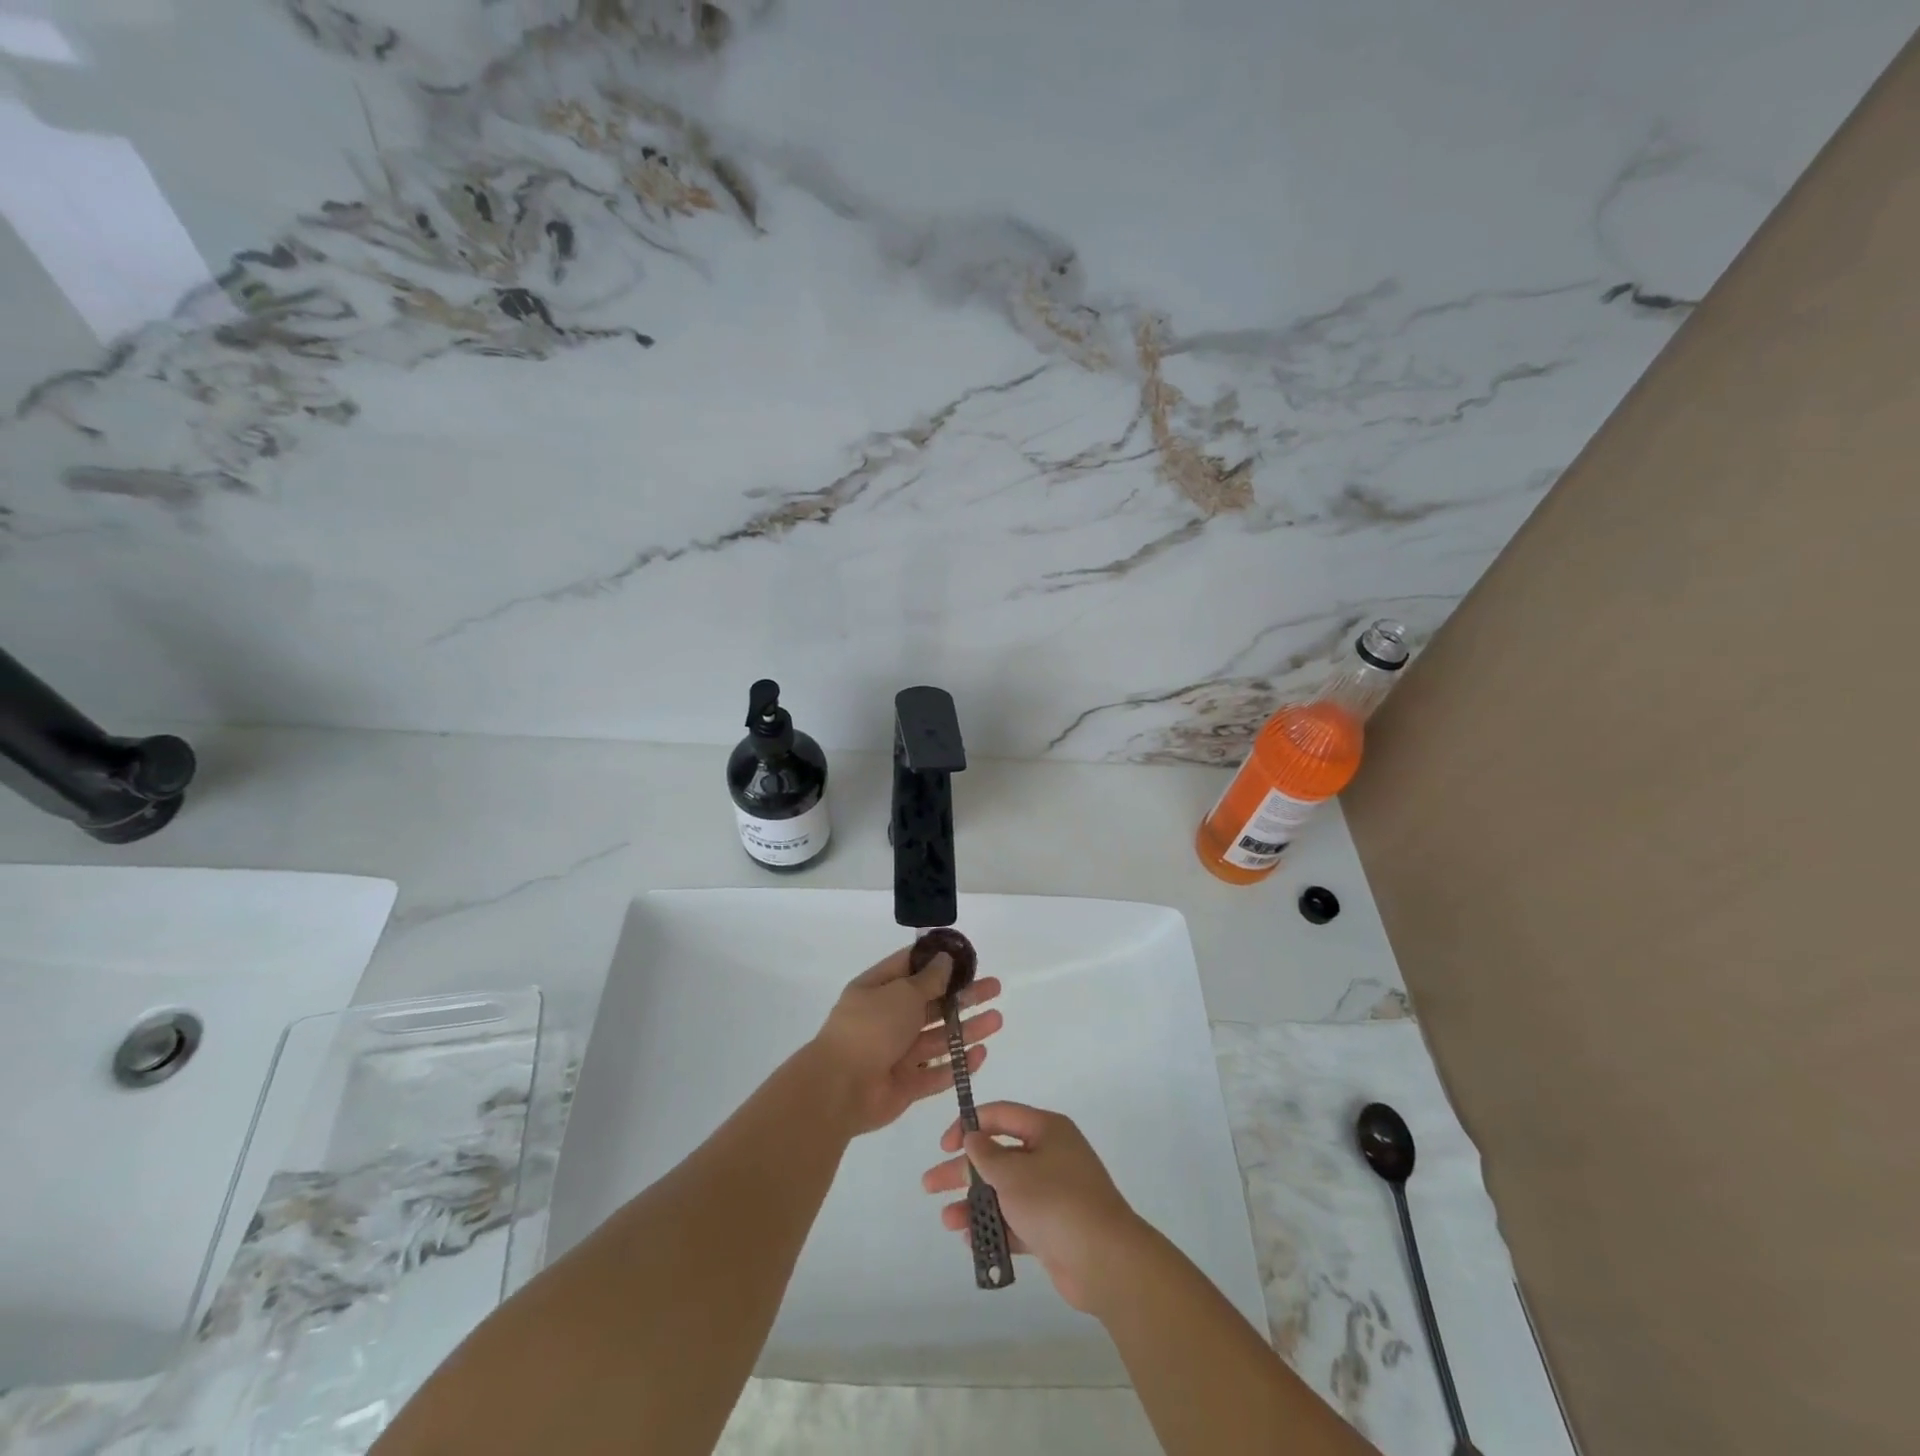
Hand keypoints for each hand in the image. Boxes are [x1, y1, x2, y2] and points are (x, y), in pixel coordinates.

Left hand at [809, 945, 1002, 1136]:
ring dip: (967, 1028)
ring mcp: (896, 1053)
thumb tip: (945, 959)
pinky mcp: (906, 1085)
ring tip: (997, 1019)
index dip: (937, 961)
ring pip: (938, 1038)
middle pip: (931, 1004)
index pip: (910, 968)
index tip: (966, 958)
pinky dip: (958, 1064)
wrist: (840, 1088)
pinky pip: (936, 1072)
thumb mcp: (902, 993)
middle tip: (994, 988)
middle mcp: (887, 1018)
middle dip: (963, 996)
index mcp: (877, 990)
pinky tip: (982, 1054)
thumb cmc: (870, 1028)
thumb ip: (928, 980)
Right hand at [922, 1102, 1143, 1312]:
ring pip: (1004, 1192)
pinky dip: (994, 1228)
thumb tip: (974, 1137)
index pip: (1001, 1115)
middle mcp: (1050, 1156)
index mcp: (1046, 1130)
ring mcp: (1052, 1194)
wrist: (1105, 1261)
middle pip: (998, 1156)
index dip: (970, 1125)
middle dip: (963, 1171)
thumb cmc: (1056, 1202)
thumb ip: (987, 1155)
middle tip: (929, 1184)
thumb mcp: (1014, 1172)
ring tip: (946, 1220)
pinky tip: (970, 1239)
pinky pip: (1015, 1221)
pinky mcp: (1052, 1228)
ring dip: (975, 1203)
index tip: (945, 1145)